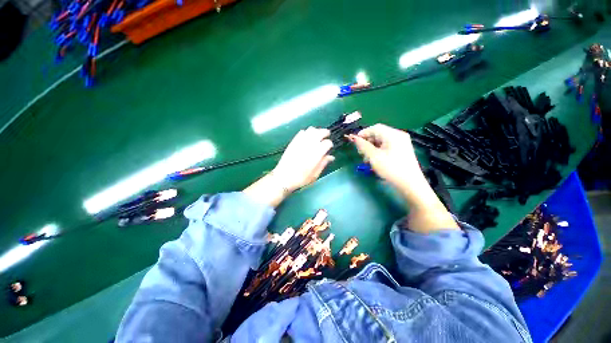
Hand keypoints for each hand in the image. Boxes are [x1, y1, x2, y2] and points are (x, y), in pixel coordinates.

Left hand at [272, 127, 334, 191]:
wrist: (284, 177)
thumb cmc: (301, 178)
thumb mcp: (315, 174)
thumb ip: (323, 163)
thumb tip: (331, 157)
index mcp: (317, 153)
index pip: (327, 143)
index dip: (330, 144)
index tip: (329, 148)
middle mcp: (310, 145)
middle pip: (320, 132)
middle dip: (325, 133)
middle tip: (326, 136)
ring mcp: (301, 142)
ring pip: (311, 130)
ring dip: (316, 131)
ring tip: (317, 136)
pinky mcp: (293, 142)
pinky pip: (301, 132)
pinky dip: (306, 132)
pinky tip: (307, 137)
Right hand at [349, 124, 457, 231]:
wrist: (410, 184)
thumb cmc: (391, 169)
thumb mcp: (374, 157)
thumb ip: (363, 146)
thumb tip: (353, 138)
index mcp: (393, 134)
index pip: (375, 128)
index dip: (363, 133)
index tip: (354, 143)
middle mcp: (398, 135)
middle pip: (378, 134)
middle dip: (367, 142)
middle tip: (361, 153)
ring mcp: (401, 143)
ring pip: (382, 141)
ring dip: (372, 147)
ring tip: (367, 159)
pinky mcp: (402, 150)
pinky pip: (387, 146)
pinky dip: (378, 151)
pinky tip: (375, 160)